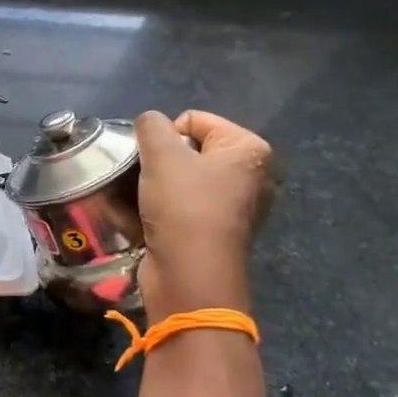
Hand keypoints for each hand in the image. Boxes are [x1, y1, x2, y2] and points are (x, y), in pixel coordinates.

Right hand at [134, 110, 274, 315]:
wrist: (190, 276)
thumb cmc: (183, 207)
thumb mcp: (161, 155)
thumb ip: (151, 126)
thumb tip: (149, 123)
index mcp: (249, 149)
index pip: (193, 120)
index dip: (166, 136)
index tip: (155, 162)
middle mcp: (251, 174)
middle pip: (190, 149)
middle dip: (162, 161)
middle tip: (148, 181)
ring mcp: (237, 206)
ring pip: (184, 179)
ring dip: (160, 186)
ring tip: (145, 200)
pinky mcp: (218, 231)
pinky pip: (185, 205)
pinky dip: (166, 208)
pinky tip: (152, 218)